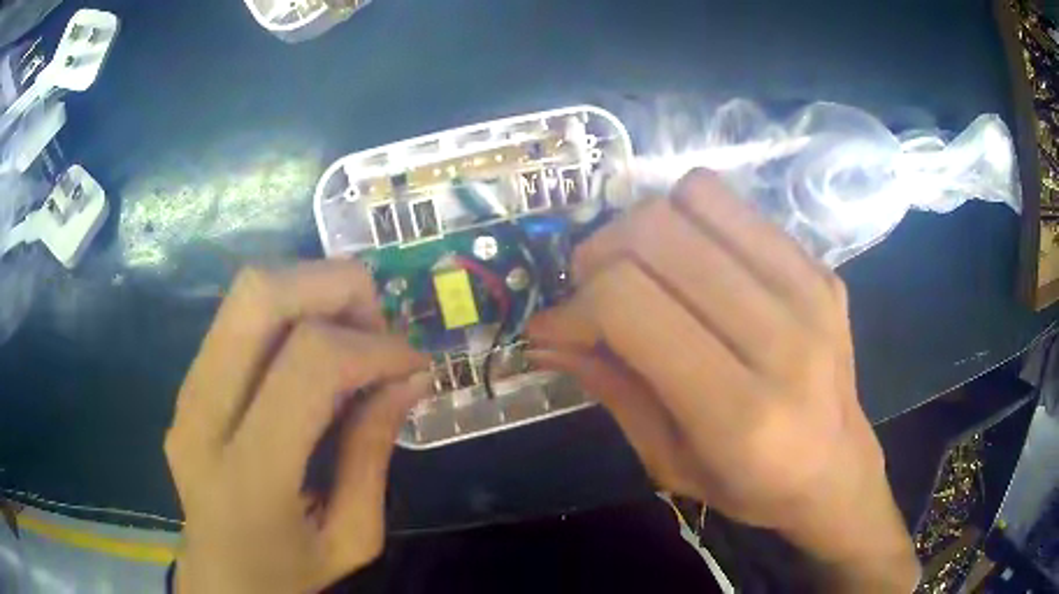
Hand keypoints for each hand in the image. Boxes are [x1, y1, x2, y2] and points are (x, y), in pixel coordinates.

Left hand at [165, 262, 428, 593]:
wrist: (220, 579)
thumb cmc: (288, 573)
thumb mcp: (353, 536)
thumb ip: (374, 454)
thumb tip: (410, 377)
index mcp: (249, 475)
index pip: (309, 364)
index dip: (374, 348)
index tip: (413, 365)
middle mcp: (202, 415)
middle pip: (260, 295)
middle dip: (336, 287)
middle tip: (378, 326)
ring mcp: (186, 390)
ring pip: (247, 290)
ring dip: (313, 291)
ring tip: (351, 336)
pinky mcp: (186, 381)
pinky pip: (239, 316)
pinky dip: (291, 311)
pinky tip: (317, 351)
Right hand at [529, 170, 917, 589]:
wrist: (837, 469)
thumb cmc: (751, 486)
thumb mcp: (667, 462)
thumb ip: (610, 389)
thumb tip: (547, 334)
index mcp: (741, 410)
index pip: (630, 304)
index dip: (573, 305)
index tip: (553, 326)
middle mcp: (783, 337)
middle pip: (658, 234)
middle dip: (598, 255)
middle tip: (588, 291)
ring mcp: (810, 288)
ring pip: (695, 199)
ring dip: (643, 226)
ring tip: (638, 268)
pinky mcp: (820, 266)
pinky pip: (734, 204)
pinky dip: (690, 220)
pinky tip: (690, 263)